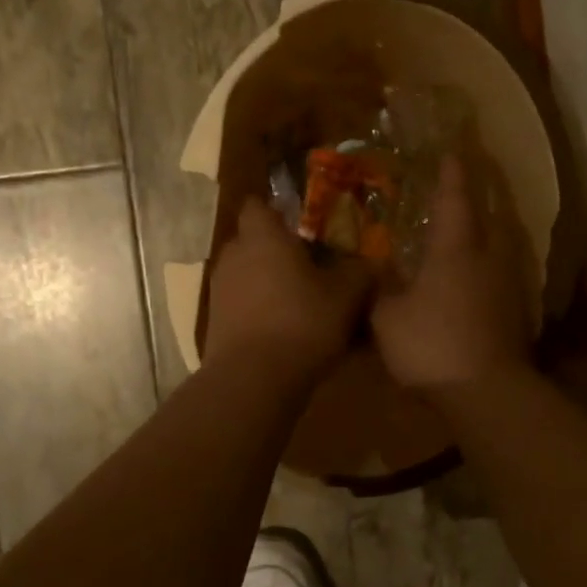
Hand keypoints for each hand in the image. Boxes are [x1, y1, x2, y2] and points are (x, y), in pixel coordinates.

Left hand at [202, 197, 372, 383]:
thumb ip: (359, 272)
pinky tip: (284, 331)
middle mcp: (234, 255)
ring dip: (268, 283)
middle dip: (277, 251)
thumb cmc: (301, 322)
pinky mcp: (215, 323)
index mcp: (262, 237)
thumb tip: (371, 262)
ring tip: (299, 303)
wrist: (252, 380)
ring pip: (246, 275)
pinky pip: (240, 306)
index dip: (277, 212)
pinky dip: (258, 311)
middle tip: (310, 267)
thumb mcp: (346, 296)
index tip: (301, 225)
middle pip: (253, 241)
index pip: (258, 206)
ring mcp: (219, 290)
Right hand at [372, 155, 531, 393]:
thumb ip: (381, 287)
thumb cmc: (432, 345)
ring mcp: (508, 283)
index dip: (452, 173)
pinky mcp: (518, 310)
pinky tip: (479, 273)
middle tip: (466, 182)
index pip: (455, 198)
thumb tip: (377, 266)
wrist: (486, 392)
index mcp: (456, 248)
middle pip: (491, 213)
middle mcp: (488, 256)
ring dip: (489, 227)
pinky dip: (492, 262)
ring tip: (472, 225)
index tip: (451, 152)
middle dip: (480, 193)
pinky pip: (504, 270)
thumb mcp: (388, 317)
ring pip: (502, 242)